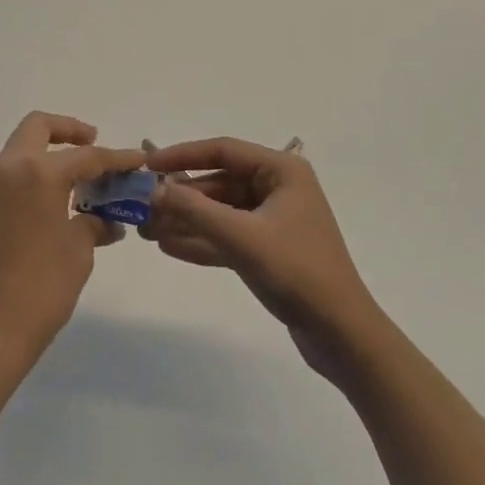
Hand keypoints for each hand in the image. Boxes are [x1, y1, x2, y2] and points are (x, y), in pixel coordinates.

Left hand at [0, 112, 143, 364]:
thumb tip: (104, 222)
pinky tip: (51, 208)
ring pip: (20, 152)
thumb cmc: (37, 291)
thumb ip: (92, 226)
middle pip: (38, 128)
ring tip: (77, 184)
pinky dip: (31, 180)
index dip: (116, 158)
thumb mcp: (77, 255)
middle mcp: (7, 169)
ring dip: (48, 156)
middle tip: (93, 144)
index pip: (86, 156)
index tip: (138, 159)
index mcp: (37, 172)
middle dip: (69, 130)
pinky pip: (8, 179)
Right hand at [144, 137, 383, 379]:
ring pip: (221, 212)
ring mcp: (275, 220)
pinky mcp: (270, 249)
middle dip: (182, 197)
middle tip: (143, 208)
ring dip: (187, 221)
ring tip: (147, 231)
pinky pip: (229, 236)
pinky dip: (203, 241)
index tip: (149, 165)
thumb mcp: (242, 238)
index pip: (223, 150)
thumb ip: (196, 210)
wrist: (342, 334)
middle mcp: (279, 187)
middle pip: (219, 182)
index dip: (183, 155)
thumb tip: (157, 189)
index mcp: (282, 170)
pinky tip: (169, 247)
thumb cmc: (296, 272)